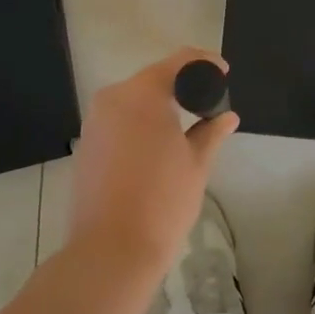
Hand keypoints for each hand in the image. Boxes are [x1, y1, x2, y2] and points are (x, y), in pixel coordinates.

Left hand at [67, 48, 238, 275]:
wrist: (110, 252)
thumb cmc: (162, 201)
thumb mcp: (196, 164)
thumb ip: (212, 132)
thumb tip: (228, 117)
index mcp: (143, 93)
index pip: (179, 61)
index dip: (205, 63)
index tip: (224, 73)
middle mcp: (113, 97)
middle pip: (154, 78)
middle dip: (182, 85)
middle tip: (208, 103)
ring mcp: (94, 121)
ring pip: (134, 99)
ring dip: (160, 105)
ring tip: (186, 124)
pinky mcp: (86, 144)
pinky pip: (119, 120)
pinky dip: (140, 122)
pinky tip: (158, 144)